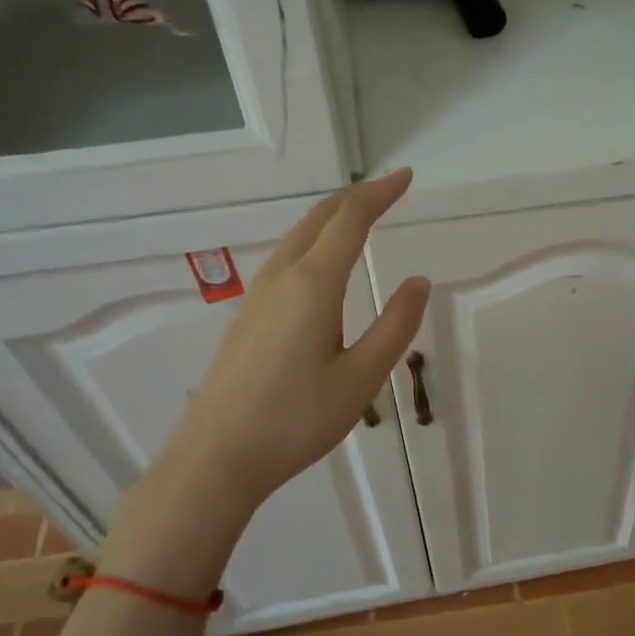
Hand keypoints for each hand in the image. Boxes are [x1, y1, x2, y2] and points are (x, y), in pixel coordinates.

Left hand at [105, 172, 429, 584]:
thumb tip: (418, 283)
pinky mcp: (248, 313)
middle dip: (357, 197)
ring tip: (362, 214)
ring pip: (299, 235)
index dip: (380, 194)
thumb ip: (395, 327)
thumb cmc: (295, 420)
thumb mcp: (360, 378)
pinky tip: (323, 259)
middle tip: (390, 189)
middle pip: (320, 218)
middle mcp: (282, 277)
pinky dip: (315, 238)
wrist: (216, 457)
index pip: (350, 220)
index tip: (406, 178)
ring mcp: (259, 294)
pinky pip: (287, 256)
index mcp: (313, 284)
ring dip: (333, 216)